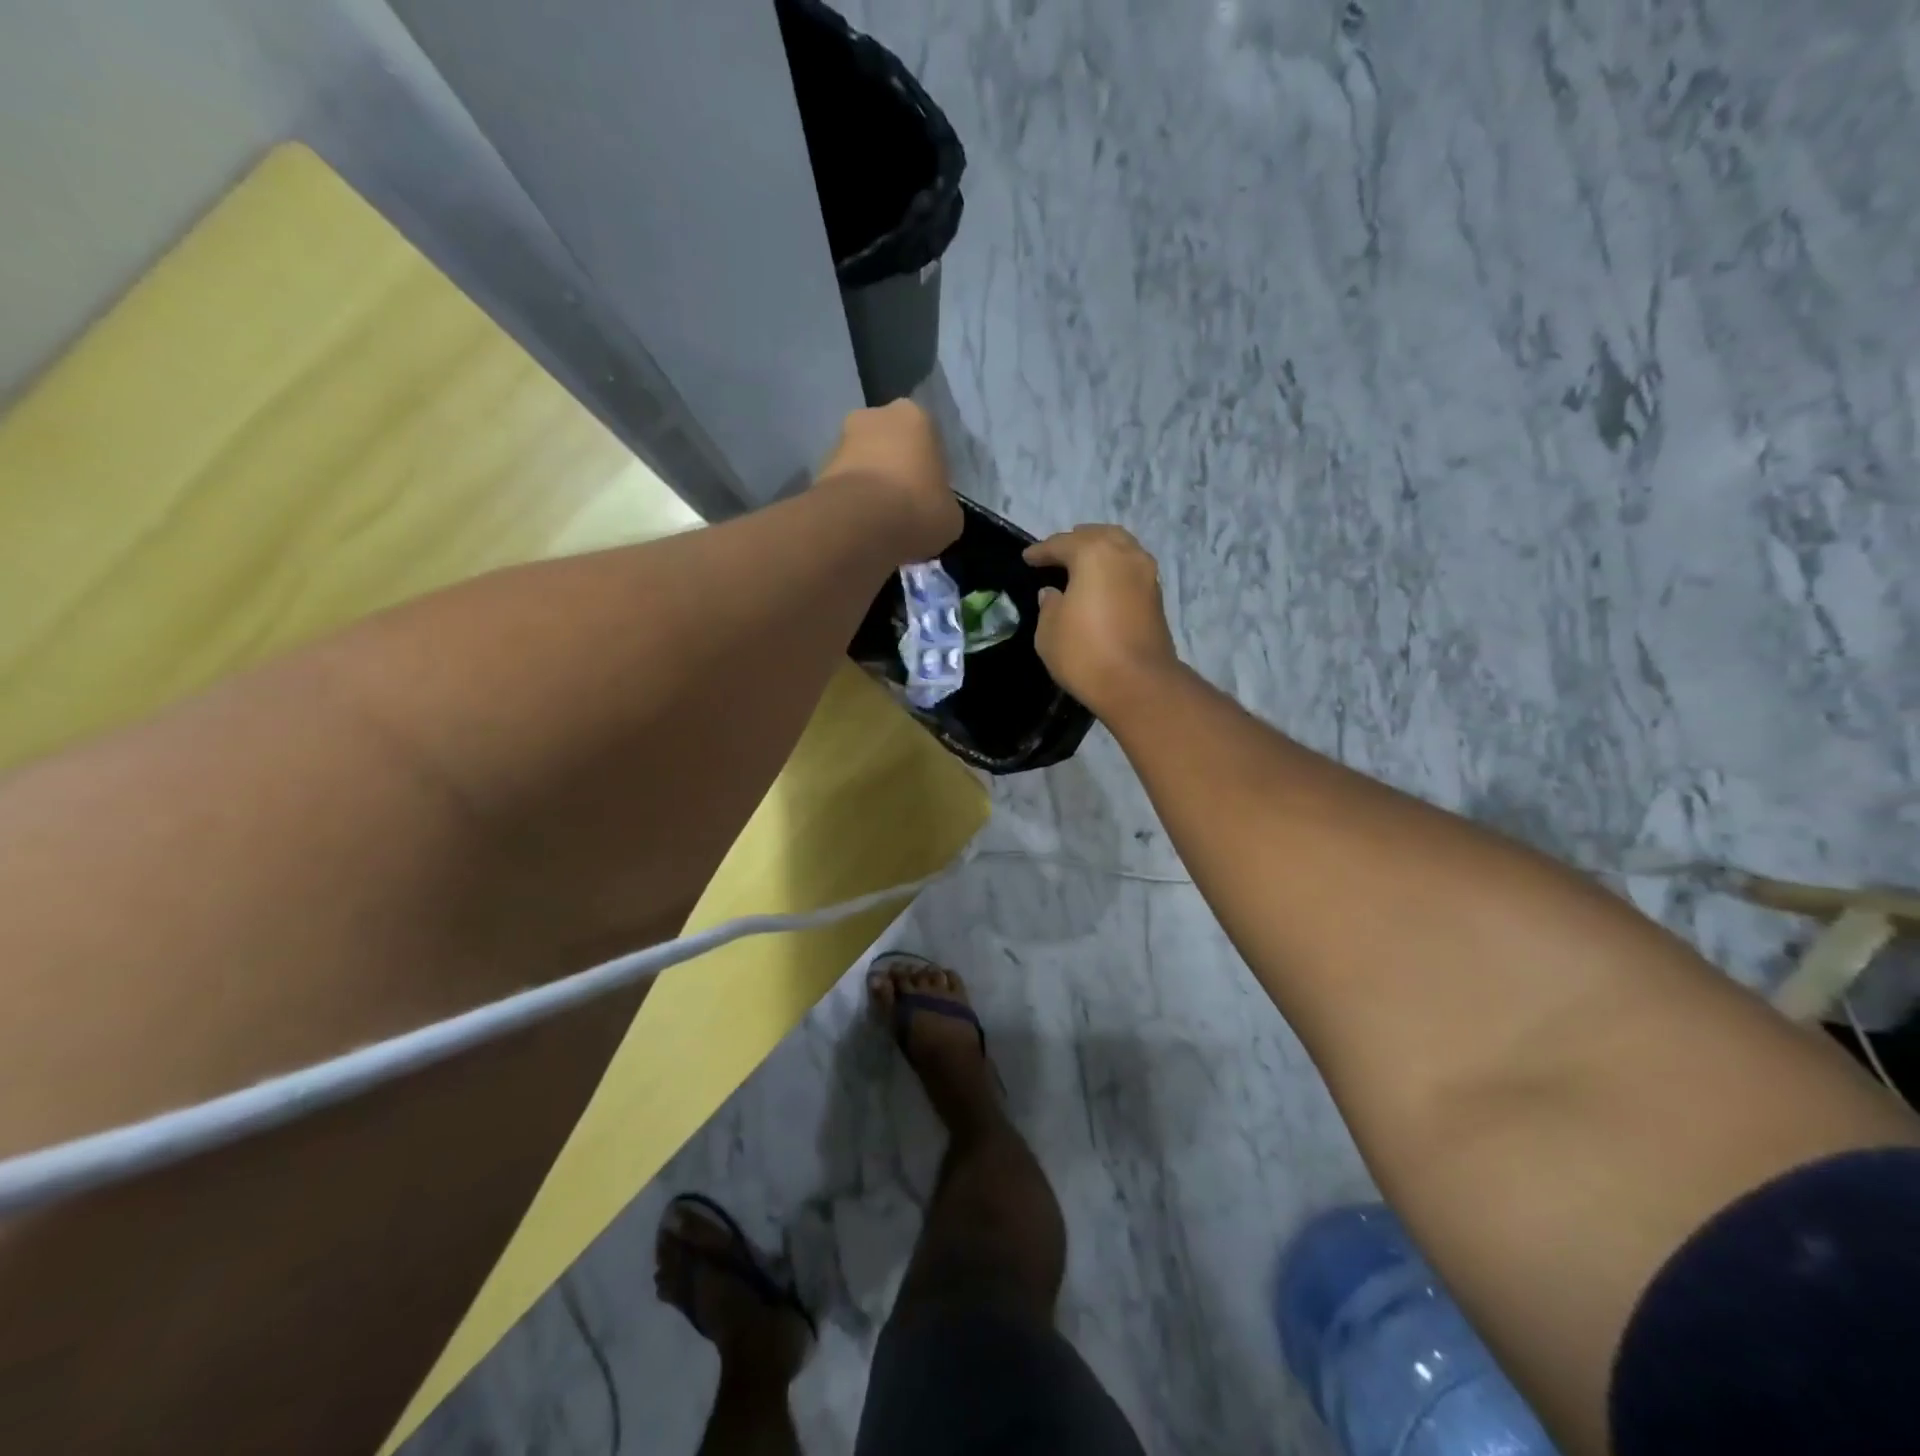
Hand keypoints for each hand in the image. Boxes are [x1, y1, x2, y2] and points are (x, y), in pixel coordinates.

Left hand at [816, 401, 962, 562]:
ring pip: (863, 464)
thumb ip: (943, 505)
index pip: (928, 440)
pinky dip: (851, 503)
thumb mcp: (950, 516)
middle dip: (895, 471)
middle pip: (890, 445)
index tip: (929, 498)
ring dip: (870, 487)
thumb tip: (934, 512)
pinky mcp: (817, 469)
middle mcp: (874, 416)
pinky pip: (844, 486)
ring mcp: (840, 440)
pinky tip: (860, 528)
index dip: (930, 471)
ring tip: (880, 524)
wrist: (858, 525)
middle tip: (904, 509)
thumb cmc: (917, 510)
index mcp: (915, 417)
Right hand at [1024, 525, 1180, 718]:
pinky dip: (1113, 569)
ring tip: (1081, 566)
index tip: (1027, 558)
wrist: (1138, 684)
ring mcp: (1146, 574)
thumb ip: (1049, 605)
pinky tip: (1101, 584)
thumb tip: (1054, 594)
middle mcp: (1125, 554)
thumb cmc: (1085, 653)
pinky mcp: (1156, 596)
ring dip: (1100, 552)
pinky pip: (1130, 569)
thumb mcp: (1049, 631)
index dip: (1041, 551)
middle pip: (1097, 536)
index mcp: (1094, 553)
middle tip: (1057, 554)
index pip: (1061, 544)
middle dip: (1075, 542)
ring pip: (1120, 548)